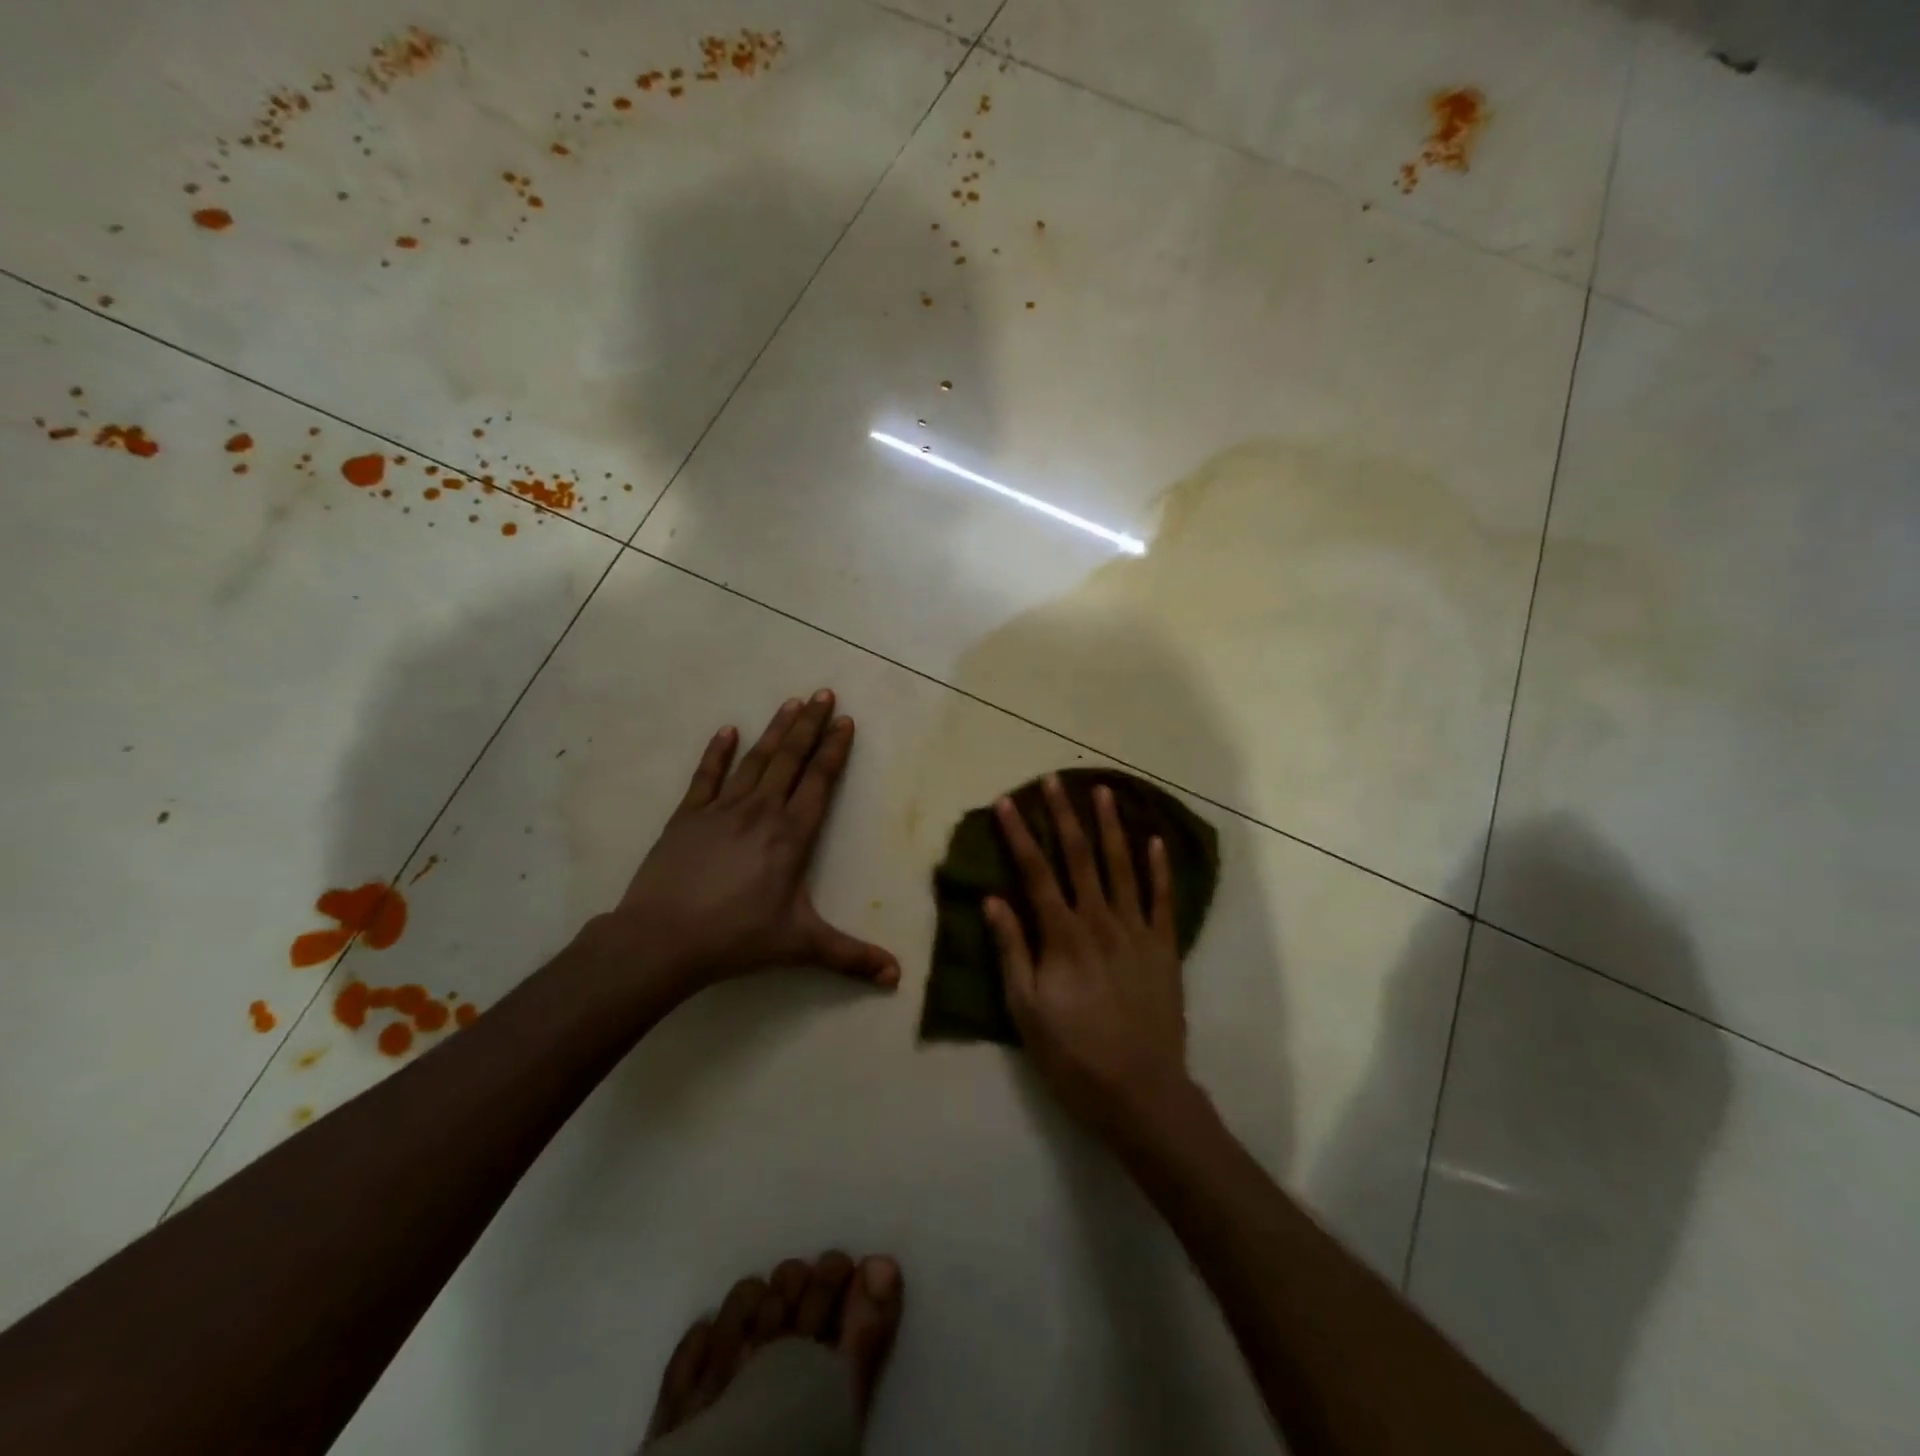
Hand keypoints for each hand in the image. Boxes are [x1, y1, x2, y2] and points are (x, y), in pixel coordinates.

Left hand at [598, 690, 899, 998]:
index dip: (834, 750)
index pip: (820, 782)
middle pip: (791, 759)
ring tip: (790, 702)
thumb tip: (896, 977)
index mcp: (792, 835)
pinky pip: (707, 776)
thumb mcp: (800, 945)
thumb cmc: (738, 938)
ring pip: (755, 760)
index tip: (845, 721)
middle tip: (824, 693)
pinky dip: (718, 752)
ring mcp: (722, 809)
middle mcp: (761, 811)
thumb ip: (850, 956)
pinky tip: (727, 731)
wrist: (663, 938)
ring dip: (775, 730)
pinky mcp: (688, 816)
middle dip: (810, 725)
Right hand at [984, 775, 1192, 1138]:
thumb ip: (1012, 950)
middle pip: (1079, 857)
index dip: (1019, 834)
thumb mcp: (1026, 1009)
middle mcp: (1099, 921)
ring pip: (1122, 867)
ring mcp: (1137, 931)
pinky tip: (1155, 841)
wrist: (1141, 1092)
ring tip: (1103, 792)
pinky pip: (1162, 899)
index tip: (1007, 802)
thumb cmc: (1073, 1055)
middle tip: (1054, 780)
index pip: (1035, 872)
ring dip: (1111, 827)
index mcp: (1062, 935)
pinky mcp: (1165, 948)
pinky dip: (1159, 868)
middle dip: (1063, 816)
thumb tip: (993, 899)